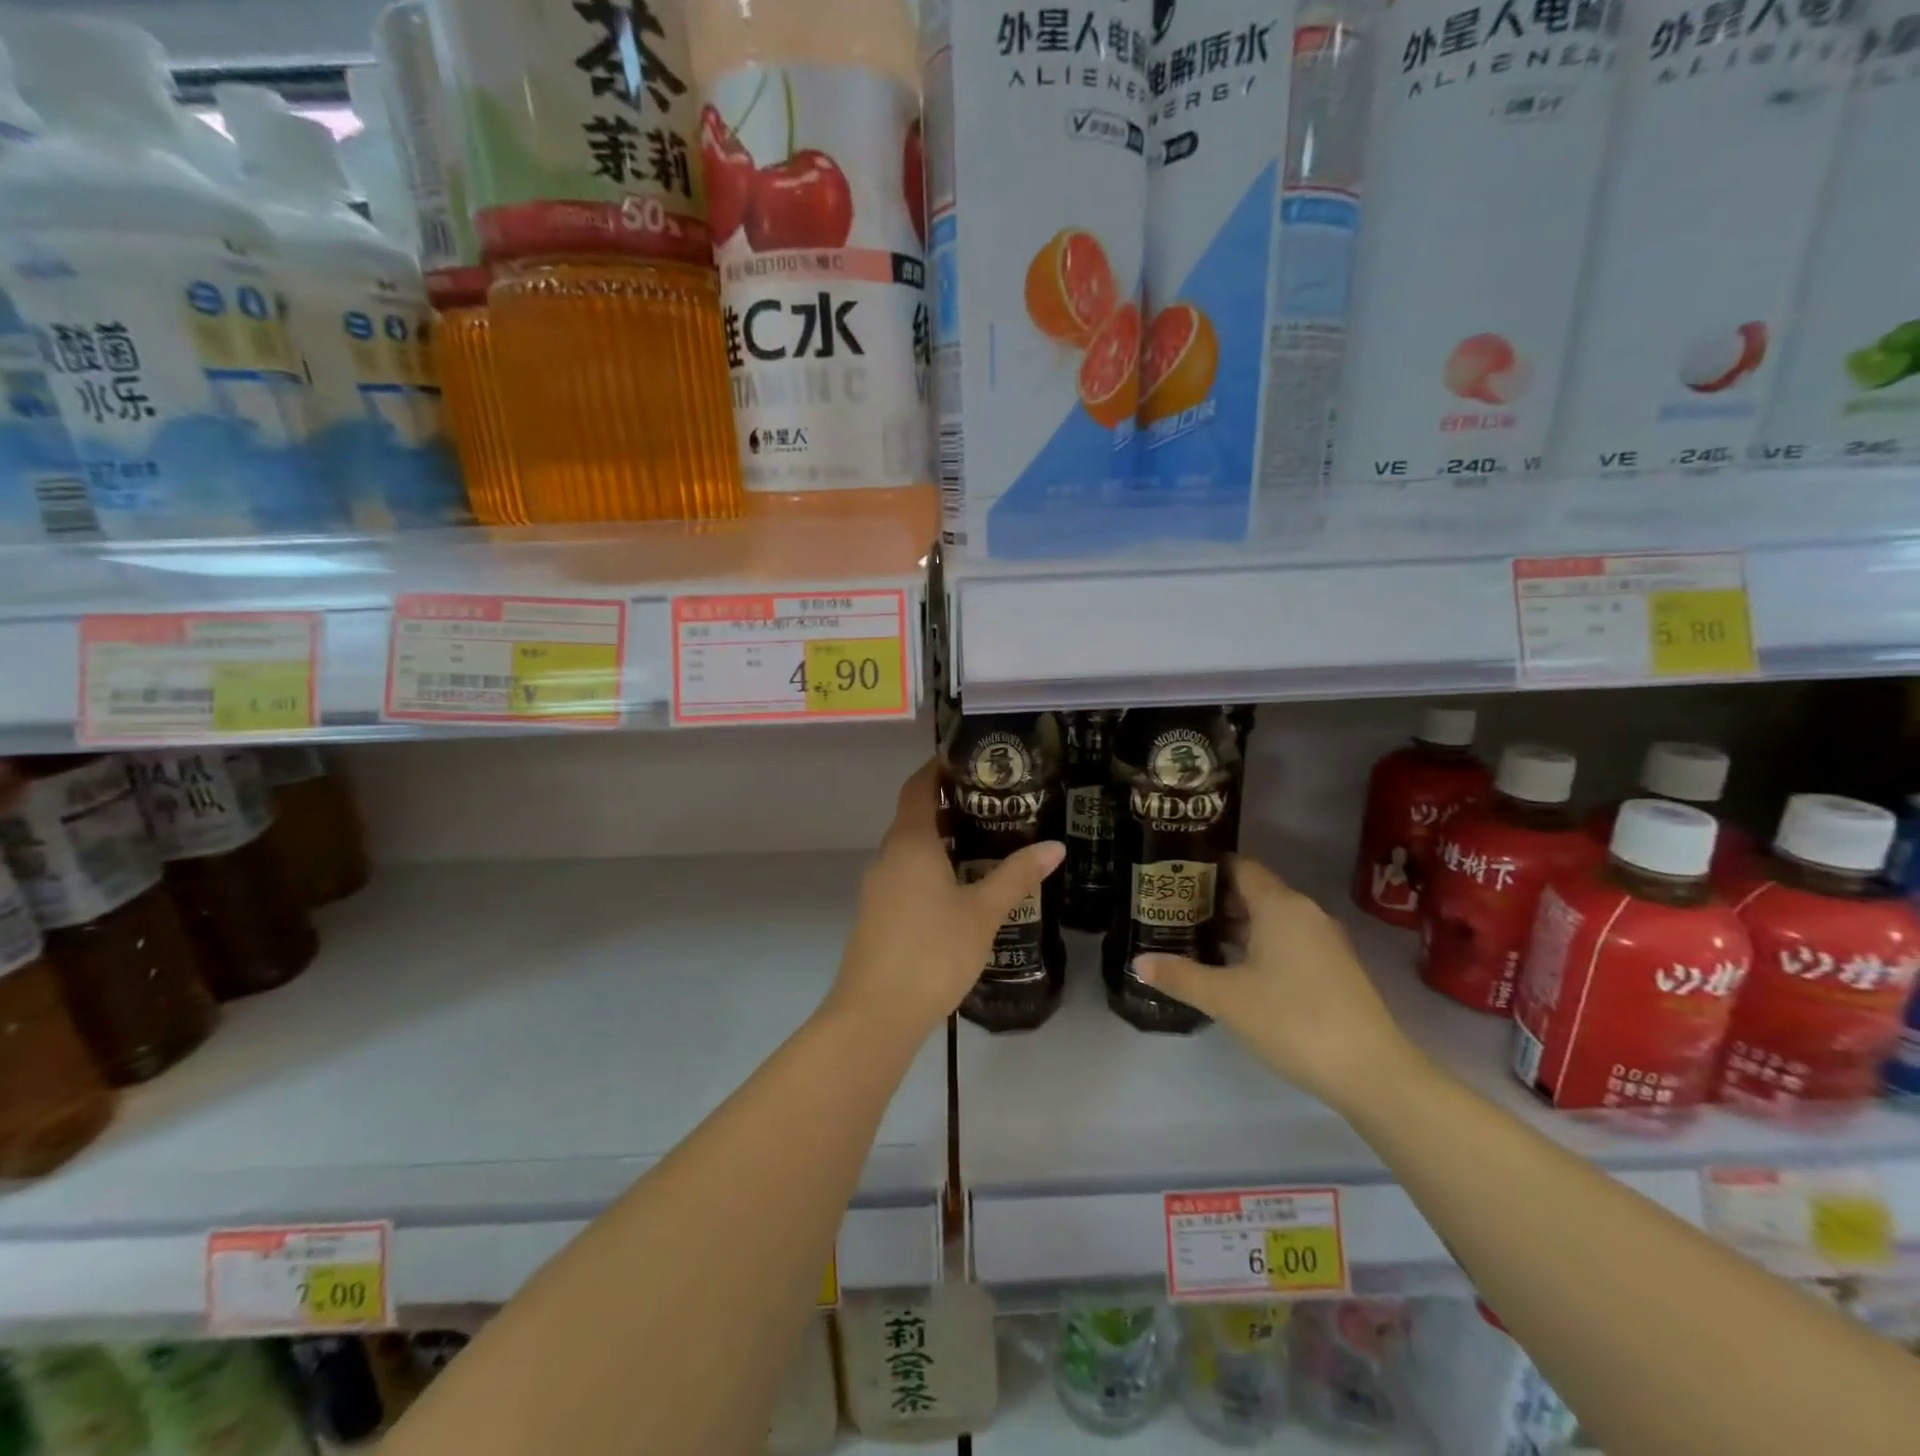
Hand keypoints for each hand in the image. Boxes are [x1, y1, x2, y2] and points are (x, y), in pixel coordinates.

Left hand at [826, 760, 1064, 1045]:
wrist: (877, 1013)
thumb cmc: (933, 950)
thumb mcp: (983, 912)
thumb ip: (1017, 876)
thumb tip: (1055, 847)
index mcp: (910, 843)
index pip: (918, 788)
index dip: (937, 769)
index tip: (966, 760)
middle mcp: (888, 857)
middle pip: (915, 818)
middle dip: (950, 807)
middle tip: (994, 804)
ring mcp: (878, 888)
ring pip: (911, 851)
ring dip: (942, 842)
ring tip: (985, 844)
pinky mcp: (877, 916)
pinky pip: (906, 877)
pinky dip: (931, 870)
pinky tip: (960, 890)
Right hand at [1134, 856, 1415, 1109]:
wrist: (1372, 1073)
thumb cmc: (1293, 1021)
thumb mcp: (1227, 999)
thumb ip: (1180, 976)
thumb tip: (1138, 961)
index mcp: (1280, 905)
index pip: (1239, 866)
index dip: (1204, 867)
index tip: (1171, 875)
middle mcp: (1304, 913)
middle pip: (1252, 891)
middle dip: (1212, 899)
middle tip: (1171, 910)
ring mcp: (1323, 941)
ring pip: (1269, 919)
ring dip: (1234, 925)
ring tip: (1192, 937)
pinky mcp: (1332, 968)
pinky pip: (1286, 941)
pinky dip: (1256, 945)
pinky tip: (1231, 969)